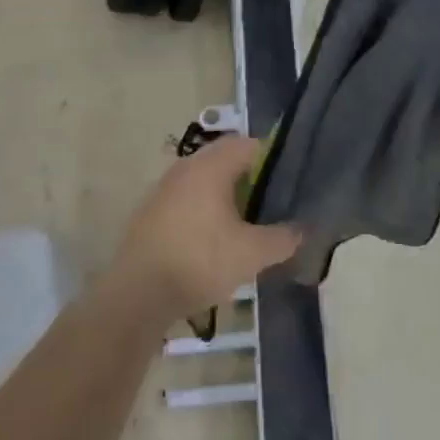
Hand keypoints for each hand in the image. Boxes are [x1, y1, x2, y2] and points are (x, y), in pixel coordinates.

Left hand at [110, 135, 300, 315]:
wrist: (137, 294)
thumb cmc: (199, 261)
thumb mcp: (252, 254)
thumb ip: (282, 238)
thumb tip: (301, 230)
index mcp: (210, 166)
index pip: (248, 144)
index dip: (273, 158)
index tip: (290, 182)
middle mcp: (185, 168)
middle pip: (225, 161)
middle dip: (250, 180)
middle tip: (272, 204)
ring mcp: (163, 190)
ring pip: (205, 182)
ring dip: (226, 197)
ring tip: (247, 225)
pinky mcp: (151, 213)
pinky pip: (187, 200)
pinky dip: (205, 211)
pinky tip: (215, 240)